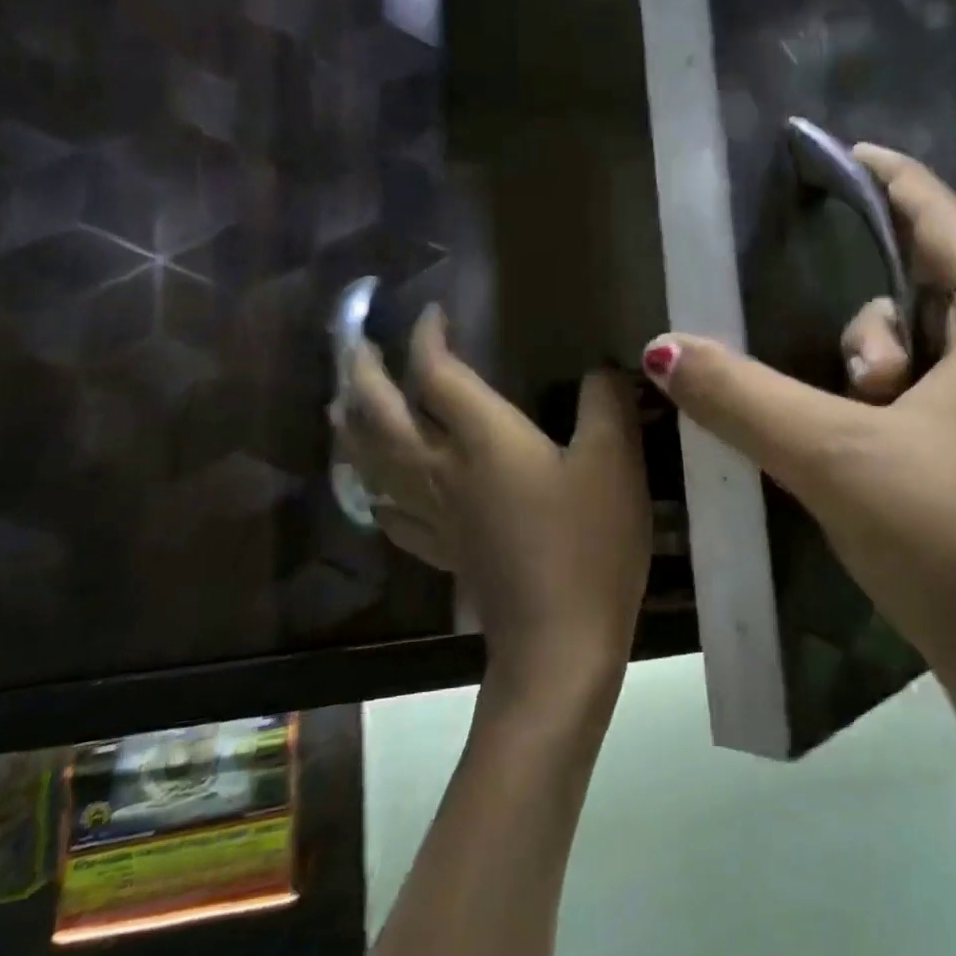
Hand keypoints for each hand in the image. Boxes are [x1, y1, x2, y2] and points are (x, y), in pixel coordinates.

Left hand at [338, 307, 651, 708]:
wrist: (561, 643)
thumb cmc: (590, 544)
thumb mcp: (615, 461)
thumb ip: (606, 403)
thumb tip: (602, 367)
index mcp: (482, 440)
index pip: (437, 374)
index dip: (428, 337)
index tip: (432, 313)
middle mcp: (444, 471)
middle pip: (382, 416)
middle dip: (363, 373)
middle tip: (354, 343)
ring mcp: (437, 516)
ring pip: (373, 463)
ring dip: (352, 427)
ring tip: (339, 405)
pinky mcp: (445, 552)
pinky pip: (393, 515)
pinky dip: (377, 492)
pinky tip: (378, 493)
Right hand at [641, 145, 955, 735]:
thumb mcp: (836, 457)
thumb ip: (742, 396)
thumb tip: (661, 348)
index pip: (938, 213)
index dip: (882, 176)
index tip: (829, 151)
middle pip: (922, 288)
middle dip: (865, 332)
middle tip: (851, 396)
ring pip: (922, 354)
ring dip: (873, 386)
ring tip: (860, 451)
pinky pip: (934, 400)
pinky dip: (889, 415)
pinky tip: (865, 463)